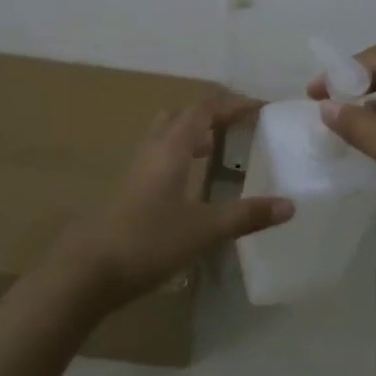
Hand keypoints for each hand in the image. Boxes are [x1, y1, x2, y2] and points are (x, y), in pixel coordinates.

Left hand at [52, 93, 293, 307]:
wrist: (86, 270)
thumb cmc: (147, 242)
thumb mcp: (203, 230)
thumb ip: (246, 216)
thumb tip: (290, 205)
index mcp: (171, 148)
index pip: (204, 110)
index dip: (232, 104)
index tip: (260, 108)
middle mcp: (151, 150)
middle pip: (181, 115)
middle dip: (211, 113)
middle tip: (238, 125)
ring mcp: (135, 169)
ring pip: (164, 134)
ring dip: (191, 132)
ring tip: (215, 147)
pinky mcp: (127, 189)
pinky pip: (157, 156)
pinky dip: (178, 154)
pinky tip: (187, 182)